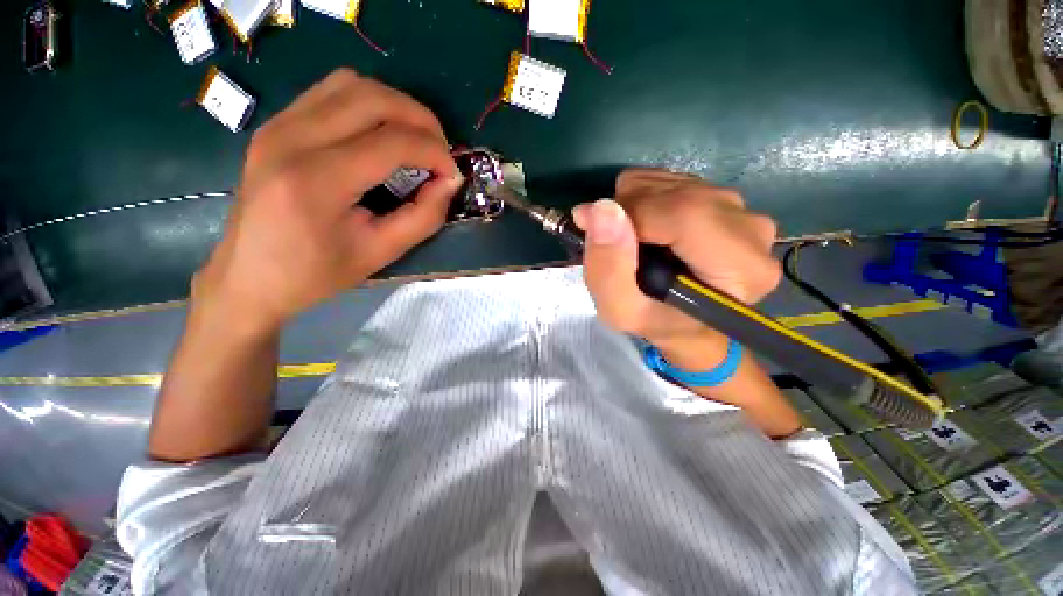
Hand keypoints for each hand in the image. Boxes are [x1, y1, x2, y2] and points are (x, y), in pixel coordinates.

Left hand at [194, 69, 462, 335]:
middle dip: (421, 119)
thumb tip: (450, 181)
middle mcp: (292, 138)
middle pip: (373, 97)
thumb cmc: (317, 273)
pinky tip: (380, 136)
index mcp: (318, 180)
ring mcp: (279, 126)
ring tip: (415, 140)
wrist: (249, 276)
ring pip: (351, 84)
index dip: (435, 152)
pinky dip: (368, 105)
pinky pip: (331, 93)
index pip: (392, 141)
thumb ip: (424, 216)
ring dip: (395, 106)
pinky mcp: (276, 125)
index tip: (452, 174)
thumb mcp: (382, 252)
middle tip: (440, 151)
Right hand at [573, 169, 779, 345]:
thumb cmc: (655, 322)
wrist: (685, 322)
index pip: (685, 214)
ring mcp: (742, 210)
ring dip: (634, 204)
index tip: (590, 224)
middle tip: (605, 237)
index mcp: (740, 268)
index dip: (631, 213)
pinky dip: (644, 198)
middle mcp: (752, 230)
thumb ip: (609, 268)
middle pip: (679, 194)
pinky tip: (642, 227)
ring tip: (627, 239)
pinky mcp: (726, 200)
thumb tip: (602, 209)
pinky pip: (673, 179)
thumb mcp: (620, 310)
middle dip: (627, 208)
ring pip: (673, 182)